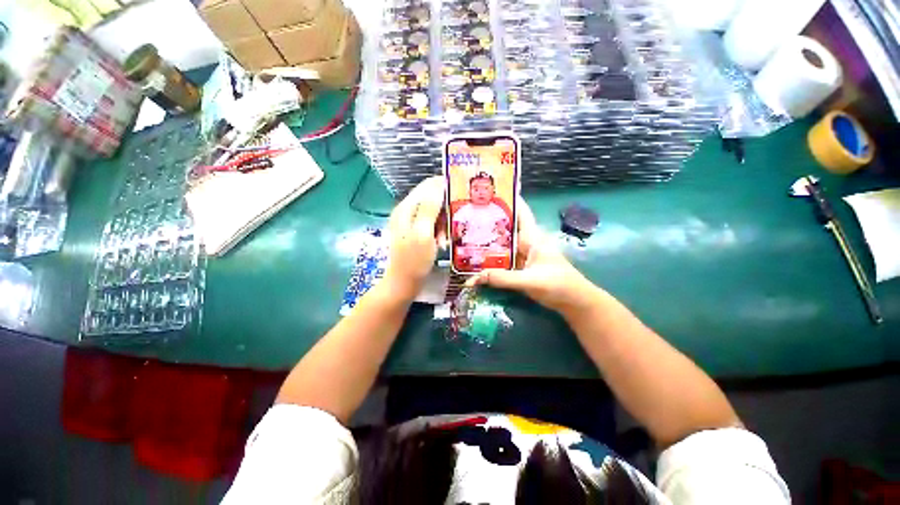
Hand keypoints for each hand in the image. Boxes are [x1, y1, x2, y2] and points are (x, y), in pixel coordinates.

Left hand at [382, 176, 445, 301]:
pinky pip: (432, 225)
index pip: (428, 185)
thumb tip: (439, 183)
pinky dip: (439, 232)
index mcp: (406, 208)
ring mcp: (411, 223)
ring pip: (434, 213)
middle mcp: (407, 212)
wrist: (403, 284)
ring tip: (446, 238)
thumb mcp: (423, 233)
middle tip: (454, 223)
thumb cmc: (414, 260)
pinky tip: (442, 243)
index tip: (463, 194)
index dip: (445, 186)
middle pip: (432, 199)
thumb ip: (429, 207)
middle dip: (446, 210)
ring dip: (443, 223)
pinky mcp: (416, 232)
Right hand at [466, 199, 598, 314]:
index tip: (487, 193)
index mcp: (532, 236)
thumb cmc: (558, 284)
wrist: (573, 301)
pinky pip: (501, 258)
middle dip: (488, 221)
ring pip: (501, 243)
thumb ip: (503, 279)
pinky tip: (475, 259)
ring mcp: (521, 254)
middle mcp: (525, 242)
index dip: (507, 200)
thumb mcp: (530, 281)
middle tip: (466, 215)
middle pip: (505, 226)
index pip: (520, 211)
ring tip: (464, 235)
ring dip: (486, 240)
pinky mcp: (519, 266)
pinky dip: (490, 258)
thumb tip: (473, 277)